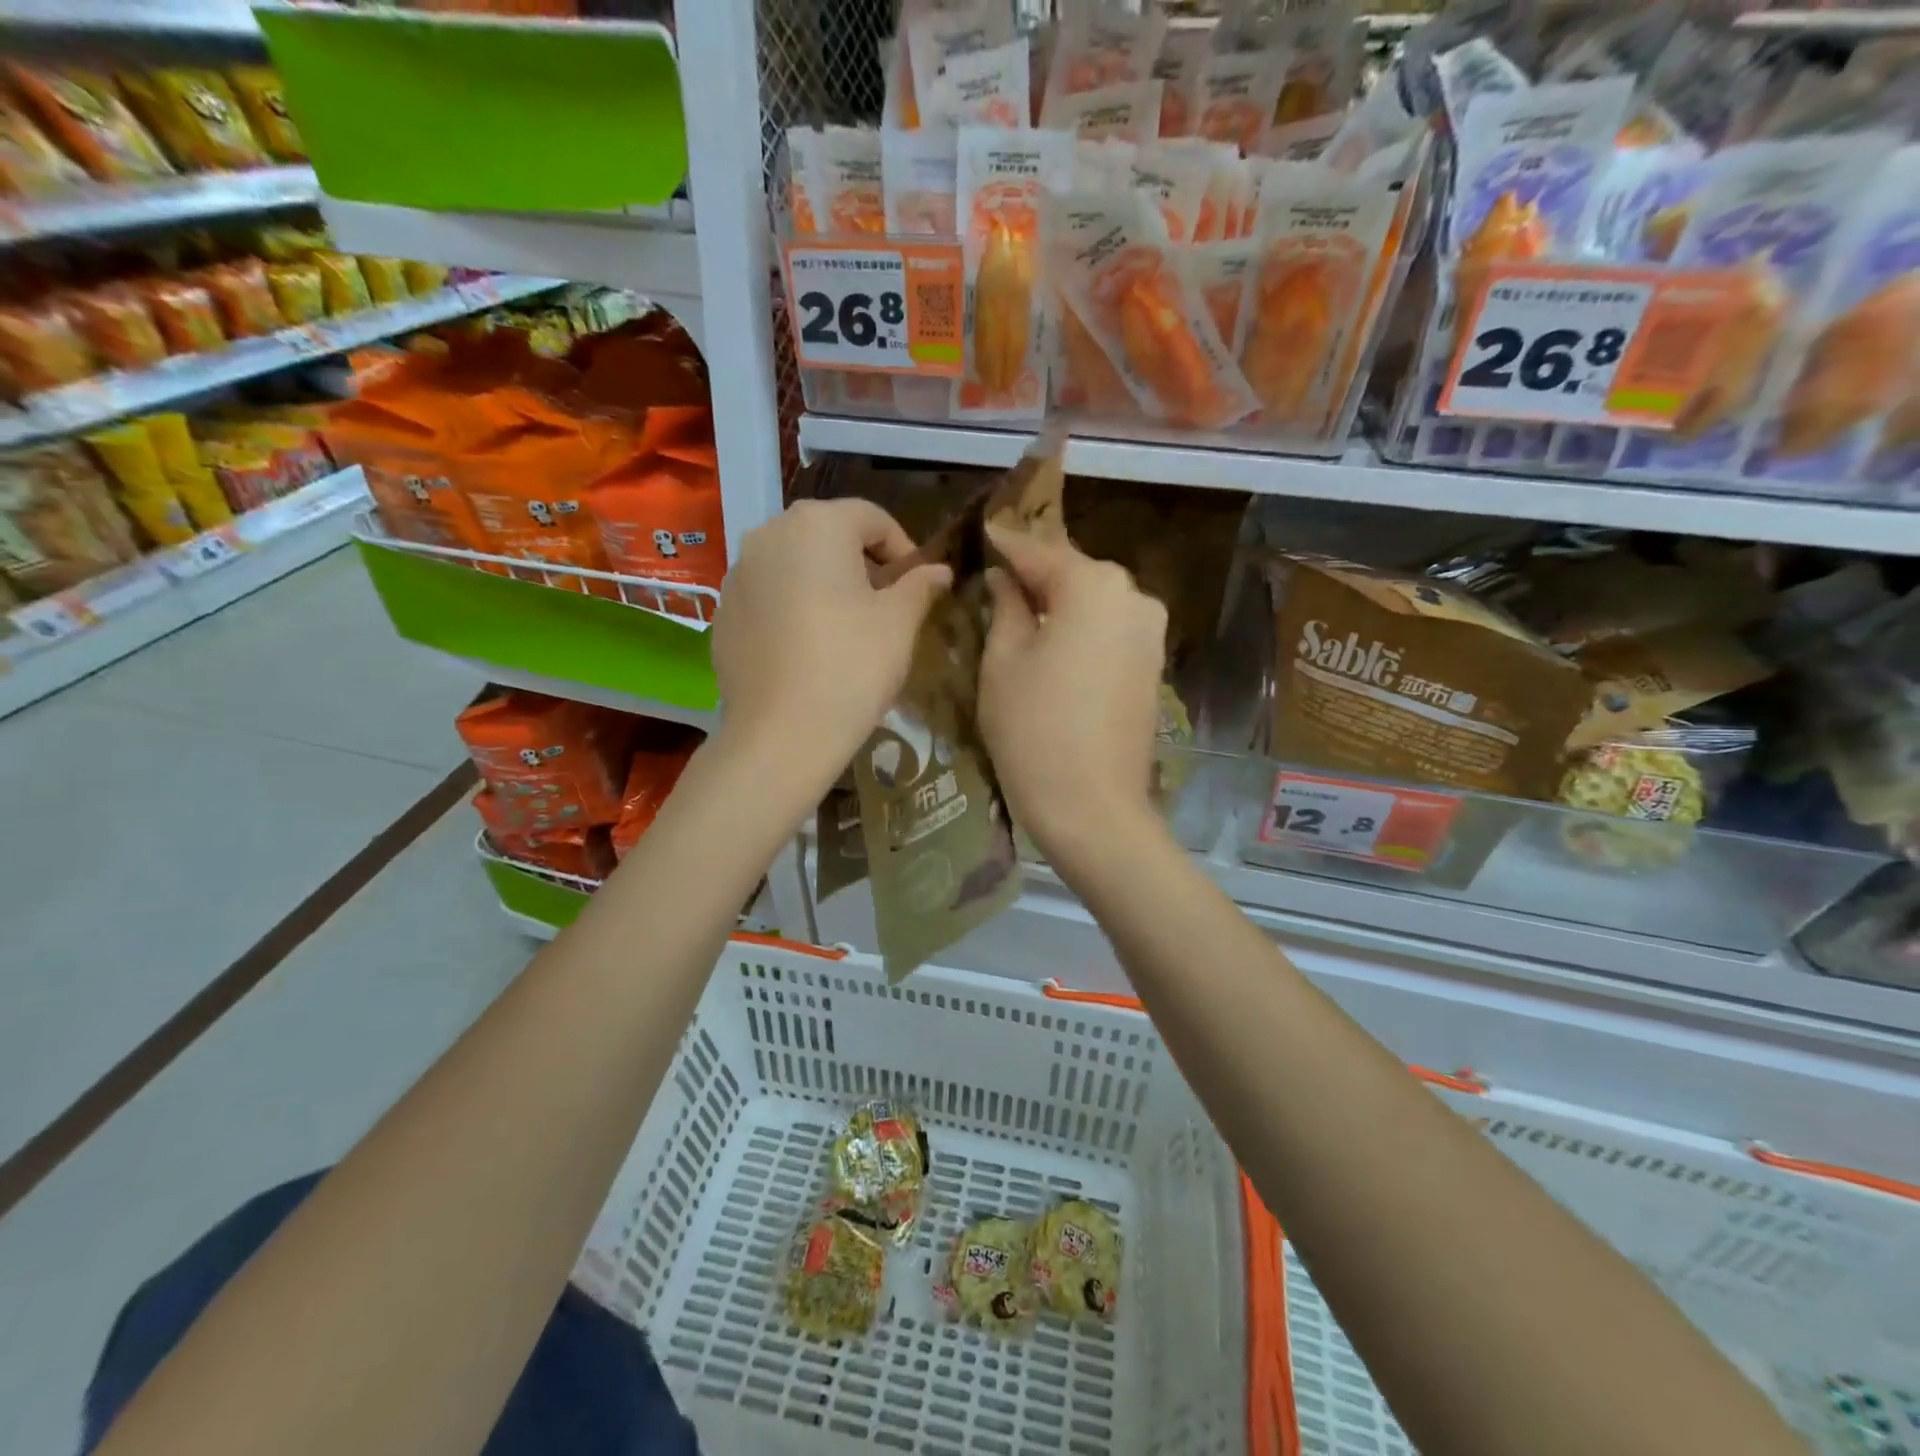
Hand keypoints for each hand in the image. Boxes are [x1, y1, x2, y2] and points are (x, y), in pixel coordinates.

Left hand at [713, 498, 950, 781]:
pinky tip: (808, 648)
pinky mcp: (722, 612)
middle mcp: (769, 534)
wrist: (781, 735)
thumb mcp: (899, 624)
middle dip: (863, 563)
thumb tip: (939, 570)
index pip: (872, 518)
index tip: (918, 586)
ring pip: (795, 564)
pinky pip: (768, 595)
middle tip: (886, 605)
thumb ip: (920, 585)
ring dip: (825, 583)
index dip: (903, 549)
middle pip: (828, 535)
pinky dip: (793, 607)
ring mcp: (738, 573)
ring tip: (847, 627)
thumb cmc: (852, 666)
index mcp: (817, 524)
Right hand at [979, 523, 1167, 862]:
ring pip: (1094, 602)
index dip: (1005, 545)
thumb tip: (1006, 579)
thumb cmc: (1033, 729)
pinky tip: (1054, 642)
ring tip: (1020, 611)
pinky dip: (1082, 629)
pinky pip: (1110, 630)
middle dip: (1035, 574)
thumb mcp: (1003, 662)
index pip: (1038, 552)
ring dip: (1060, 602)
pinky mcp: (1153, 665)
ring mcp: (1150, 632)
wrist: (1092, 806)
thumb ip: (1005, 607)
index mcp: (1093, 585)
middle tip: (996, 577)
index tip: (981, 533)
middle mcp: (1133, 596)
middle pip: (1073, 573)